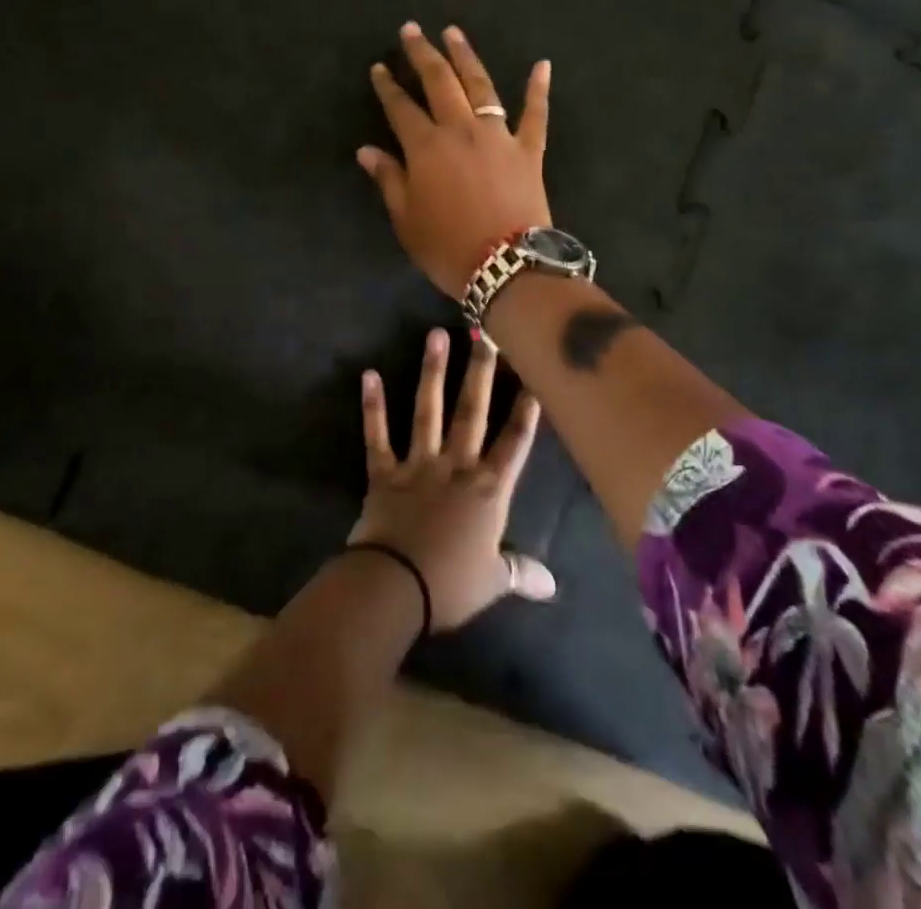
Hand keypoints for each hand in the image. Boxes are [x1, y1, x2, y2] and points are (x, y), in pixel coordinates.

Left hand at [349, 328, 556, 630]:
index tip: (533, 374)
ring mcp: (418, 465)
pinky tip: (368, 375)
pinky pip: (377, 435)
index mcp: (488, 490)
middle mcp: (456, 466)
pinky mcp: (384, 473)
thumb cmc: (450, 585)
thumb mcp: (492, 581)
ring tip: (435, 334)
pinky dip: (372, 407)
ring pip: (428, 411)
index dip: (526, 410)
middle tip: (484, 331)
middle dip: (481, 371)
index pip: (514, 443)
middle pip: (473, 411)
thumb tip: (551, 585)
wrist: (395, 588)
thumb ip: (520, 572)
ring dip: (432, 372)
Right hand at [358, 22, 550, 297]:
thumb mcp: (406, 219)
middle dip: (423, 53)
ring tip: (454, 33)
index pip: (401, 107)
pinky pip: (535, 113)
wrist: (507, 265)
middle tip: (411, 30)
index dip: (387, 86)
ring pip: (480, 86)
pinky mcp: (529, 148)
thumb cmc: (448, 247)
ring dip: (465, 56)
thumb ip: (388, 179)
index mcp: (426, 147)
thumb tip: (367, 150)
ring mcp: (498, 135)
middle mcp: (461, 130)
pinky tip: (542, 65)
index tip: (379, 67)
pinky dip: (538, 89)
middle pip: (439, 82)